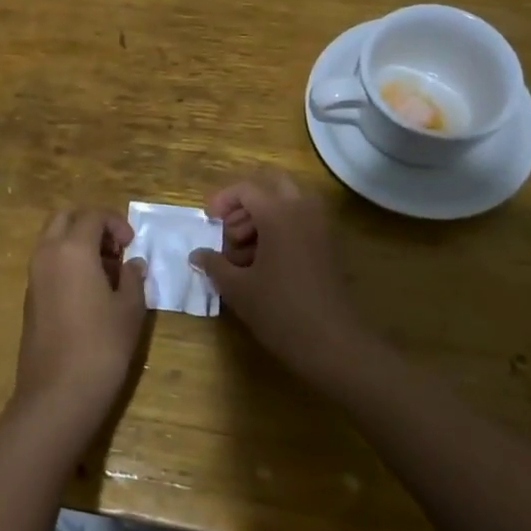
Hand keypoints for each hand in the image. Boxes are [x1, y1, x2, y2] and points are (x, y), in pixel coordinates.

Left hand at [13, 209, 149, 432]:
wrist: (57, 394)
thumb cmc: (101, 346)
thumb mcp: (129, 309)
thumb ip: (132, 278)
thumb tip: (132, 264)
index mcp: (72, 248)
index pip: (92, 215)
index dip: (115, 223)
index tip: (131, 244)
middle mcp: (47, 253)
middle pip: (65, 218)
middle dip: (90, 224)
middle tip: (114, 249)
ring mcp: (33, 276)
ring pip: (52, 239)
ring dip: (77, 243)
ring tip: (106, 272)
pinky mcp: (29, 298)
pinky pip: (47, 263)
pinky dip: (66, 262)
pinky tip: (88, 292)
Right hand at [191, 173, 366, 386]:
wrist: (333, 344)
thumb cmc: (280, 311)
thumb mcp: (238, 289)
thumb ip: (214, 264)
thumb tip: (197, 254)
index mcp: (278, 213)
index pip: (245, 190)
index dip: (222, 201)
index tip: (209, 221)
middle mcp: (302, 210)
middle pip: (270, 187)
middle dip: (246, 204)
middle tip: (229, 230)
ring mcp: (320, 227)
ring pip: (287, 204)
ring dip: (262, 218)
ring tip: (242, 254)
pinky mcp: (328, 246)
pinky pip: (300, 222)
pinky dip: (280, 230)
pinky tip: (264, 264)